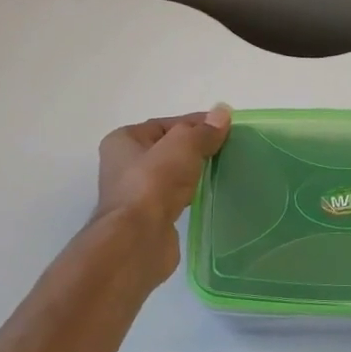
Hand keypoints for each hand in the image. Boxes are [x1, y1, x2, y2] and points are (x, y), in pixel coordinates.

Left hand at [92, 106, 231, 278]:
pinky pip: (174, 197)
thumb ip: (204, 130)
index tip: (225, 127)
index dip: (196, 123)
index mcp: (124, 140)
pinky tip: (208, 194)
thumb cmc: (154, 182)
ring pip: (172, 174)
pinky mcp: (148, 217)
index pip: (166, 124)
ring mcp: (135, 193)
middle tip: (227, 148)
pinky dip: (191, 193)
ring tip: (222, 170)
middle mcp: (123, 165)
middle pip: (169, 148)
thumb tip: (223, 112)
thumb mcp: (184, 145)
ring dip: (193, 172)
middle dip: (196, 147)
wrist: (139, 239)